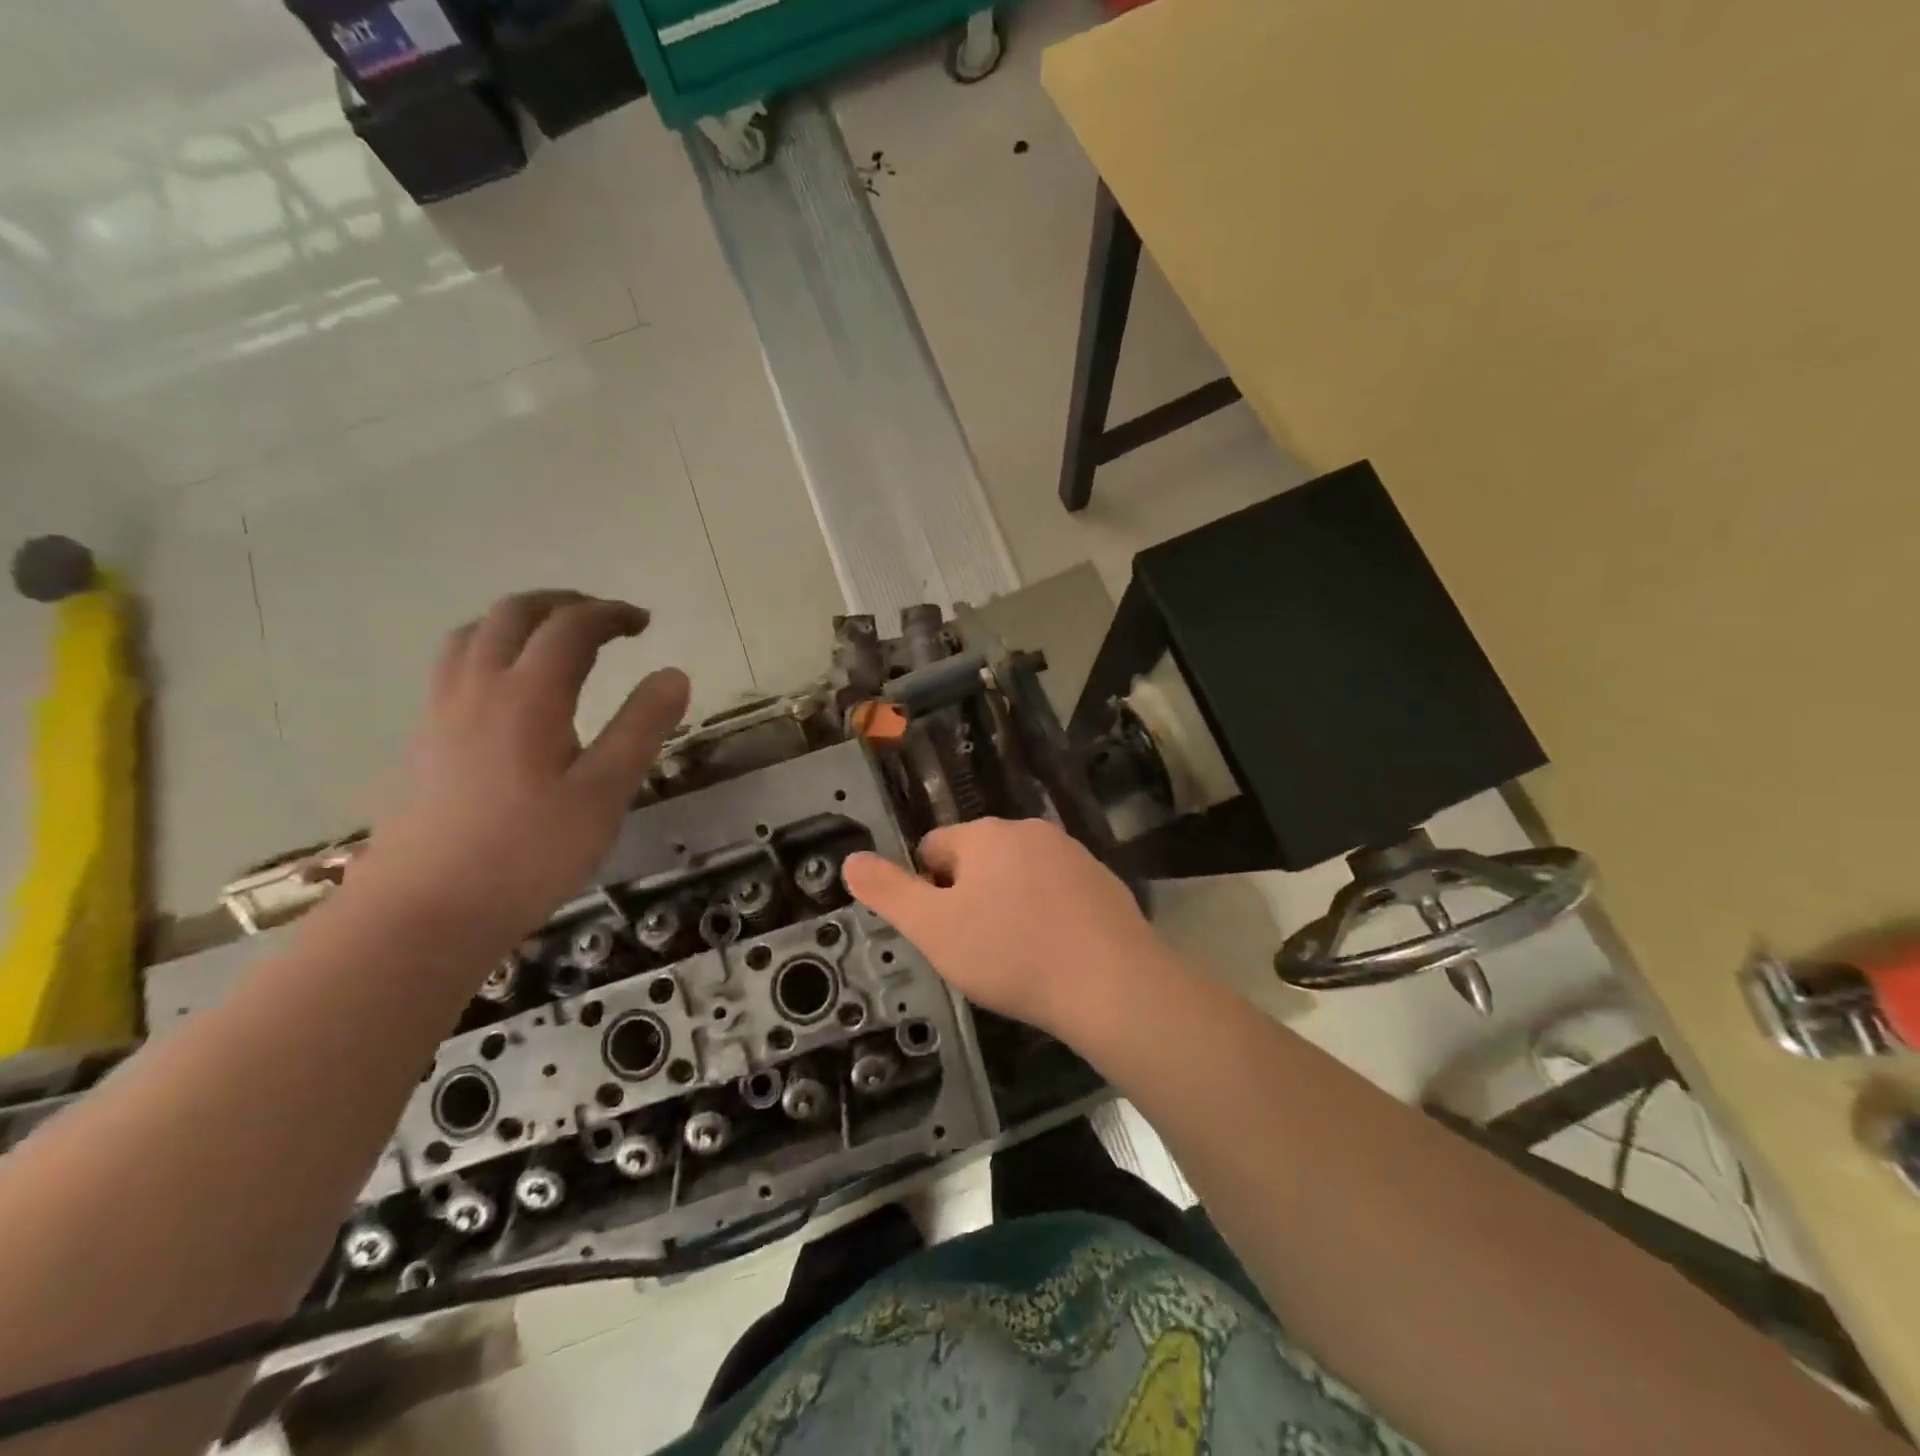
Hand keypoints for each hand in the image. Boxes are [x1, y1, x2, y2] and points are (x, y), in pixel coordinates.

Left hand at [357, 591, 689, 952]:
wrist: (422, 913)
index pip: (571, 627)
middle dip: (564, 604)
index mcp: (528, 695)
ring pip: (474, 635)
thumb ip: (641, 728)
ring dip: (520, 622)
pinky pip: (455, 667)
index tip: (645, 623)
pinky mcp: (424, 741)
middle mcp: (478, 688)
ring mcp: (441, 713)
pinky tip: (511, 693)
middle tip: (604, 621)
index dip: (611, 614)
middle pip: (514, 614)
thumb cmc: (528, 854)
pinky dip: (491, 651)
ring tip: (555, 642)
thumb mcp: (604, 793)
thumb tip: (674, 674)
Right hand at [843, 818, 1173, 1039]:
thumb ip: (888, 891)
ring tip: (1017, 954)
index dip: (927, 891)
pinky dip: (1045, 912)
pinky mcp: (1102, 880)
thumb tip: (850, 859)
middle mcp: (1029, 830)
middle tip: (977, 948)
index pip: (933, 848)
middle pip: (976, 859)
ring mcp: (1071, 852)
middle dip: (968, 896)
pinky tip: (1054, 951)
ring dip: (1007, 904)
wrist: (1111, 984)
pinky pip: (1055, 890)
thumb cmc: (1011, 954)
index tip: (944, 933)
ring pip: (1017, 874)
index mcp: (985, 835)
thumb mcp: (933, 929)